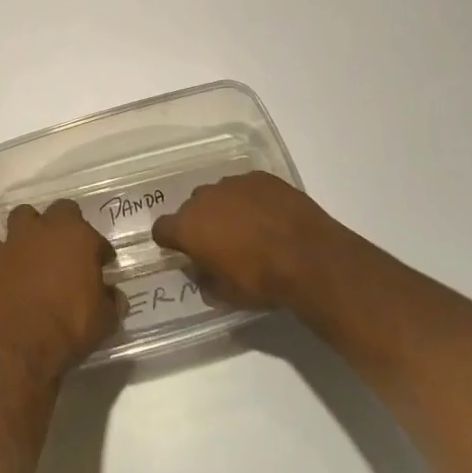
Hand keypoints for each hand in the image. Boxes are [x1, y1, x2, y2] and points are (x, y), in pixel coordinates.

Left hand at [0, 202, 119, 388]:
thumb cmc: (72, 327)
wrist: (25, 347)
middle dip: (66, 225)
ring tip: (36, 249)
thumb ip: (112, 301)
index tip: (102, 264)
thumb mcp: (106, 319)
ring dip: (30, 229)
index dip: (99, 250)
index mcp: (79, 236)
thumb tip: (114, 296)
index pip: (95, 235)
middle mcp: (47, 228)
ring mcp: (16, 240)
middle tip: (70, 250)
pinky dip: (3, 253)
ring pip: (23, 216)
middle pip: (60, 211)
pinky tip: (9, 267)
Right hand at [152, 171, 348, 310]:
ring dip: (226, 209)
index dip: (170, 241)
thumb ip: (205, 281)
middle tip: (221, 244)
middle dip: (201, 223)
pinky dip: (251, 200)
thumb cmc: (260, 280)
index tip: (181, 251)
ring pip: (219, 195)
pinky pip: (246, 188)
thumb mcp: (226, 295)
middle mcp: (204, 198)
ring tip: (249, 229)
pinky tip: (269, 216)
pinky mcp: (260, 177)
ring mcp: (233, 183)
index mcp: (188, 226)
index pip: (162, 229)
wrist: (308, 256)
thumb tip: (202, 273)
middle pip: (192, 208)